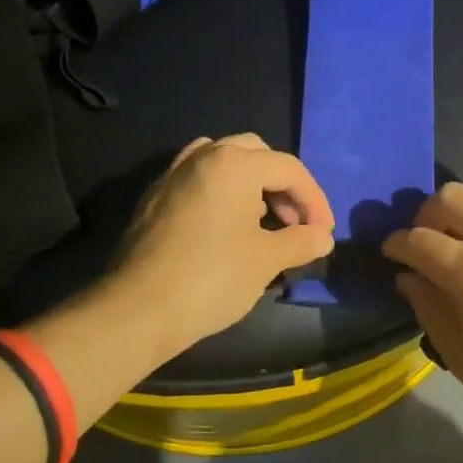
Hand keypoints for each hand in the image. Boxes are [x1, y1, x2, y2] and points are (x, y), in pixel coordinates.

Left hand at [113, 134, 335, 352]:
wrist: (138, 308)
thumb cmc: (212, 277)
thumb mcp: (266, 260)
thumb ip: (300, 242)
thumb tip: (322, 238)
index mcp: (235, 163)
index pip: (289, 169)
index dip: (314, 200)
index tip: (323, 233)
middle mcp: (204, 156)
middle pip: (256, 154)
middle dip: (282, 185)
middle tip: (294, 222)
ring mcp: (174, 173)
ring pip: (224, 161)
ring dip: (250, 184)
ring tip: (261, 222)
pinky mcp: (155, 196)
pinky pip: (198, 179)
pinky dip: (221, 192)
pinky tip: (224, 226)